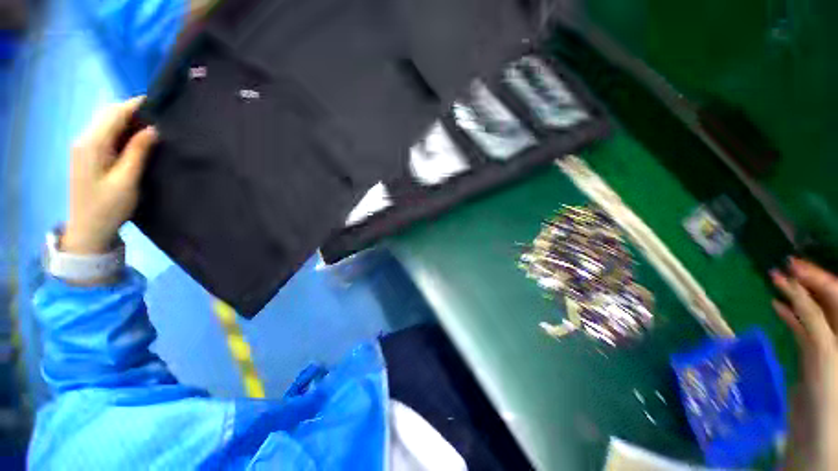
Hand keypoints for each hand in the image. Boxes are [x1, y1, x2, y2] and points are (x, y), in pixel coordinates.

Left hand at [63, 97, 157, 254]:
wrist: (87, 229)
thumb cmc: (108, 207)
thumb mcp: (127, 180)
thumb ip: (138, 152)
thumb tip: (153, 129)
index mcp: (92, 144)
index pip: (114, 113)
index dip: (136, 104)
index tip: (159, 103)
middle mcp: (84, 139)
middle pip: (108, 113)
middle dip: (132, 109)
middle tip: (158, 116)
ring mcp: (83, 146)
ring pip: (106, 121)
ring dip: (127, 119)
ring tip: (151, 126)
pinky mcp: (86, 154)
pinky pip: (104, 132)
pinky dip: (120, 129)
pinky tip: (134, 138)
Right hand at [772, 258, 837, 470]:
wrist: (818, 433)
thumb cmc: (828, 393)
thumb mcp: (822, 352)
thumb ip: (811, 318)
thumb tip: (792, 286)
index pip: (837, 293)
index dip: (816, 277)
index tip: (792, 264)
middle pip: (827, 300)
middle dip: (807, 283)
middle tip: (783, 268)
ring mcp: (828, 344)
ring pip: (814, 312)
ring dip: (796, 297)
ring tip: (776, 281)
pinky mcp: (813, 354)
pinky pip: (803, 327)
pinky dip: (791, 315)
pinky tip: (778, 306)